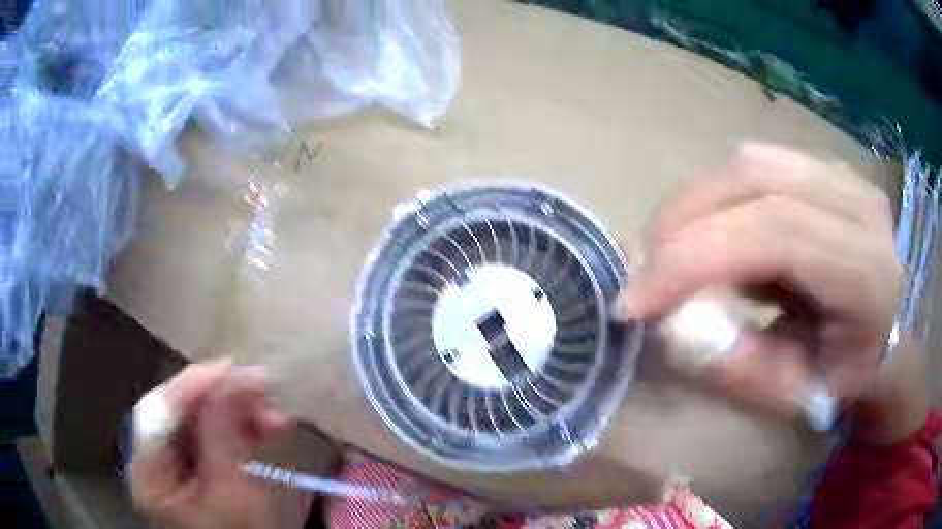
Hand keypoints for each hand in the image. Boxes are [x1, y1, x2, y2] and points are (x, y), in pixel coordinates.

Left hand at [129, 360, 290, 528]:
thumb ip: (222, 437)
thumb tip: (227, 382)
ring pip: (195, 422)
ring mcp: (171, 465)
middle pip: (176, 413)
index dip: (191, 385)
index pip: (158, 412)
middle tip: (262, 390)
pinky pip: (208, 438)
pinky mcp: (191, 469)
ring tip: (273, 414)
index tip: (232, 368)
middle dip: (219, 398)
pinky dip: (236, 430)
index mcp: (148, 473)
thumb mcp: (234, 496)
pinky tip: (264, 426)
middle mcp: (151, 461)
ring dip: (234, 413)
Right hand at [621, 143, 901, 415]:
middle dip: (682, 223)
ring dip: (696, 206)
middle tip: (643, 274)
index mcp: (869, 272)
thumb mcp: (796, 397)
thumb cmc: (848, 378)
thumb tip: (677, 325)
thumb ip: (741, 367)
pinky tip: (714, 235)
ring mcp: (843, 175)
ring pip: (750, 162)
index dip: (695, 257)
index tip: (634, 302)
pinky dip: (719, 198)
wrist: (886, 338)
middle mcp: (859, 204)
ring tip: (673, 255)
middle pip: (755, 178)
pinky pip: (758, 165)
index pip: (777, 233)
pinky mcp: (825, 168)